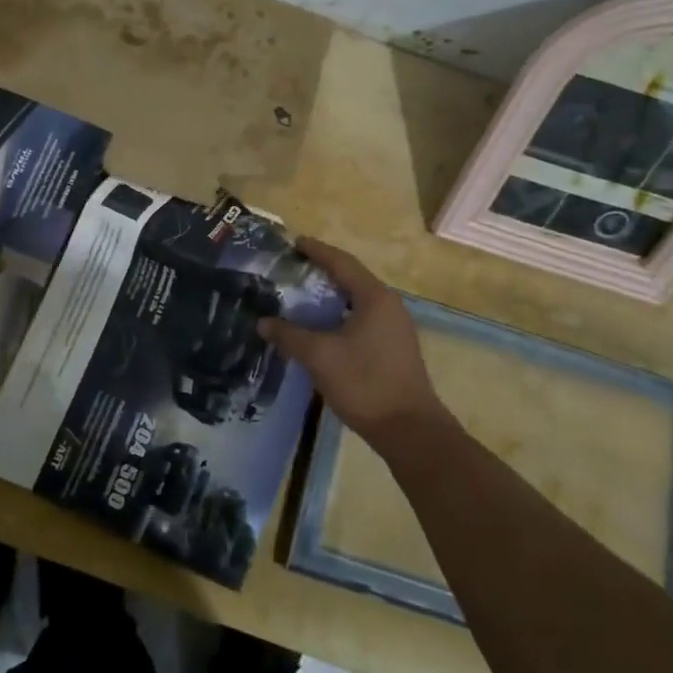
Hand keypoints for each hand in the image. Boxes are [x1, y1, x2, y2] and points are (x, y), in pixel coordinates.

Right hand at [258, 238, 448, 444]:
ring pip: (357, 300)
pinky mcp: (394, 348)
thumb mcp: (320, 357)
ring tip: (302, 295)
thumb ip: (289, 336)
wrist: (409, 430)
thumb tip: (262, 322)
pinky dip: (340, 314)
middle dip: (322, 271)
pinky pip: (363, 318)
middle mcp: (389, 305)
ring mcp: (395, 328)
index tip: (294, 242)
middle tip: (293, 268)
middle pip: (351, 278)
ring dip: (331, 295)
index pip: (342, 263)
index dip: (317, 251)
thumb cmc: (365, 383)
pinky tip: (322, 327)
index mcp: (374, 297)